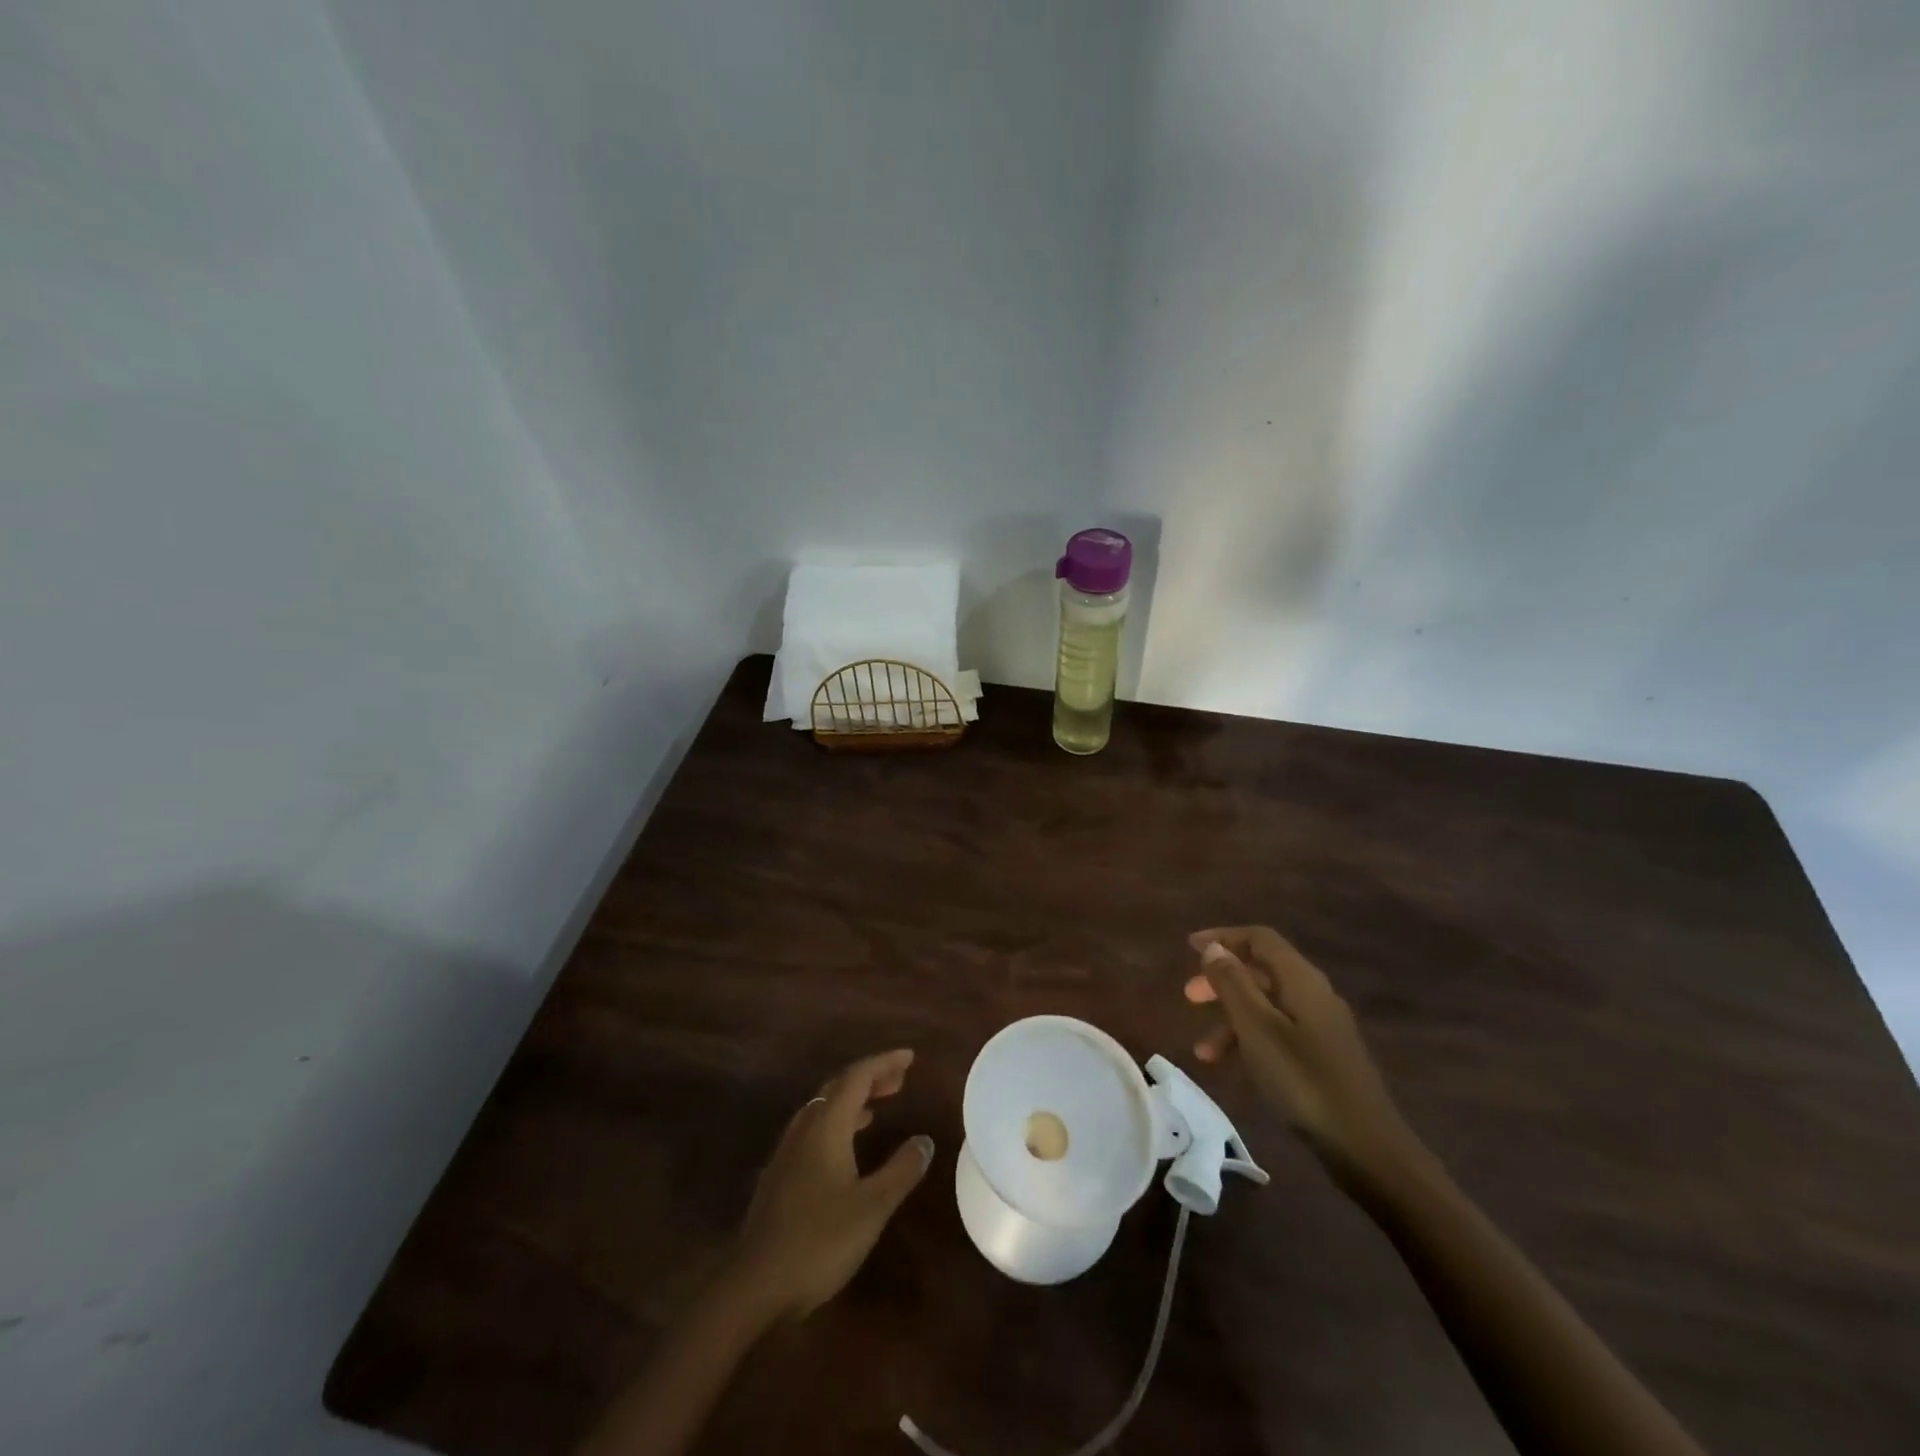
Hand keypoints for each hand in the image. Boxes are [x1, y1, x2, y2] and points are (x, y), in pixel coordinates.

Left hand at [729, 1049, 934, 1321]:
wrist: (755, 1284)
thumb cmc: (819, 1240)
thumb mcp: (872, 1206)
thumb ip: (901, 1170)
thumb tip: (925, 1140)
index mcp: (827, 1125)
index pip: (858, 1076)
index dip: (884, 1063)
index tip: (910, 1057)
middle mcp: (805, 1128)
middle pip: (838, 1087)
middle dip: (870, 1078)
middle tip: (899, 1080)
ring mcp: (787, 1152)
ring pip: (822, 1108)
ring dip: (851, 1101)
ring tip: (876, 1108)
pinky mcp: (779, 1175)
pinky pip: (812, 1130)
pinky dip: (836, 1123)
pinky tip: (844, 1148)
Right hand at [1184, 926, 1414, 1185]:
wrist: (1366, 1146)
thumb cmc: (1303, 1080)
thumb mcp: (1256, 1028)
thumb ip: (1233, 983)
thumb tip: (1215, 949)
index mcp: (1301, 980)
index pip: (1260, 939)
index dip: (1224, 937)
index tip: (1190, 948)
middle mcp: (1314, 994)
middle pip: (1262, 971)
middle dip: (1222, 980)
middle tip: (1190, 998)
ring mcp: (1322, 1026)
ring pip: (1267, 1005)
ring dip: (1231, 1018)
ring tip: (1203, 1050)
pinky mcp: (1324, 1056)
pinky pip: (1278, 1031)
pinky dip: (1250, 1040)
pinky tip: (1234, 1066)